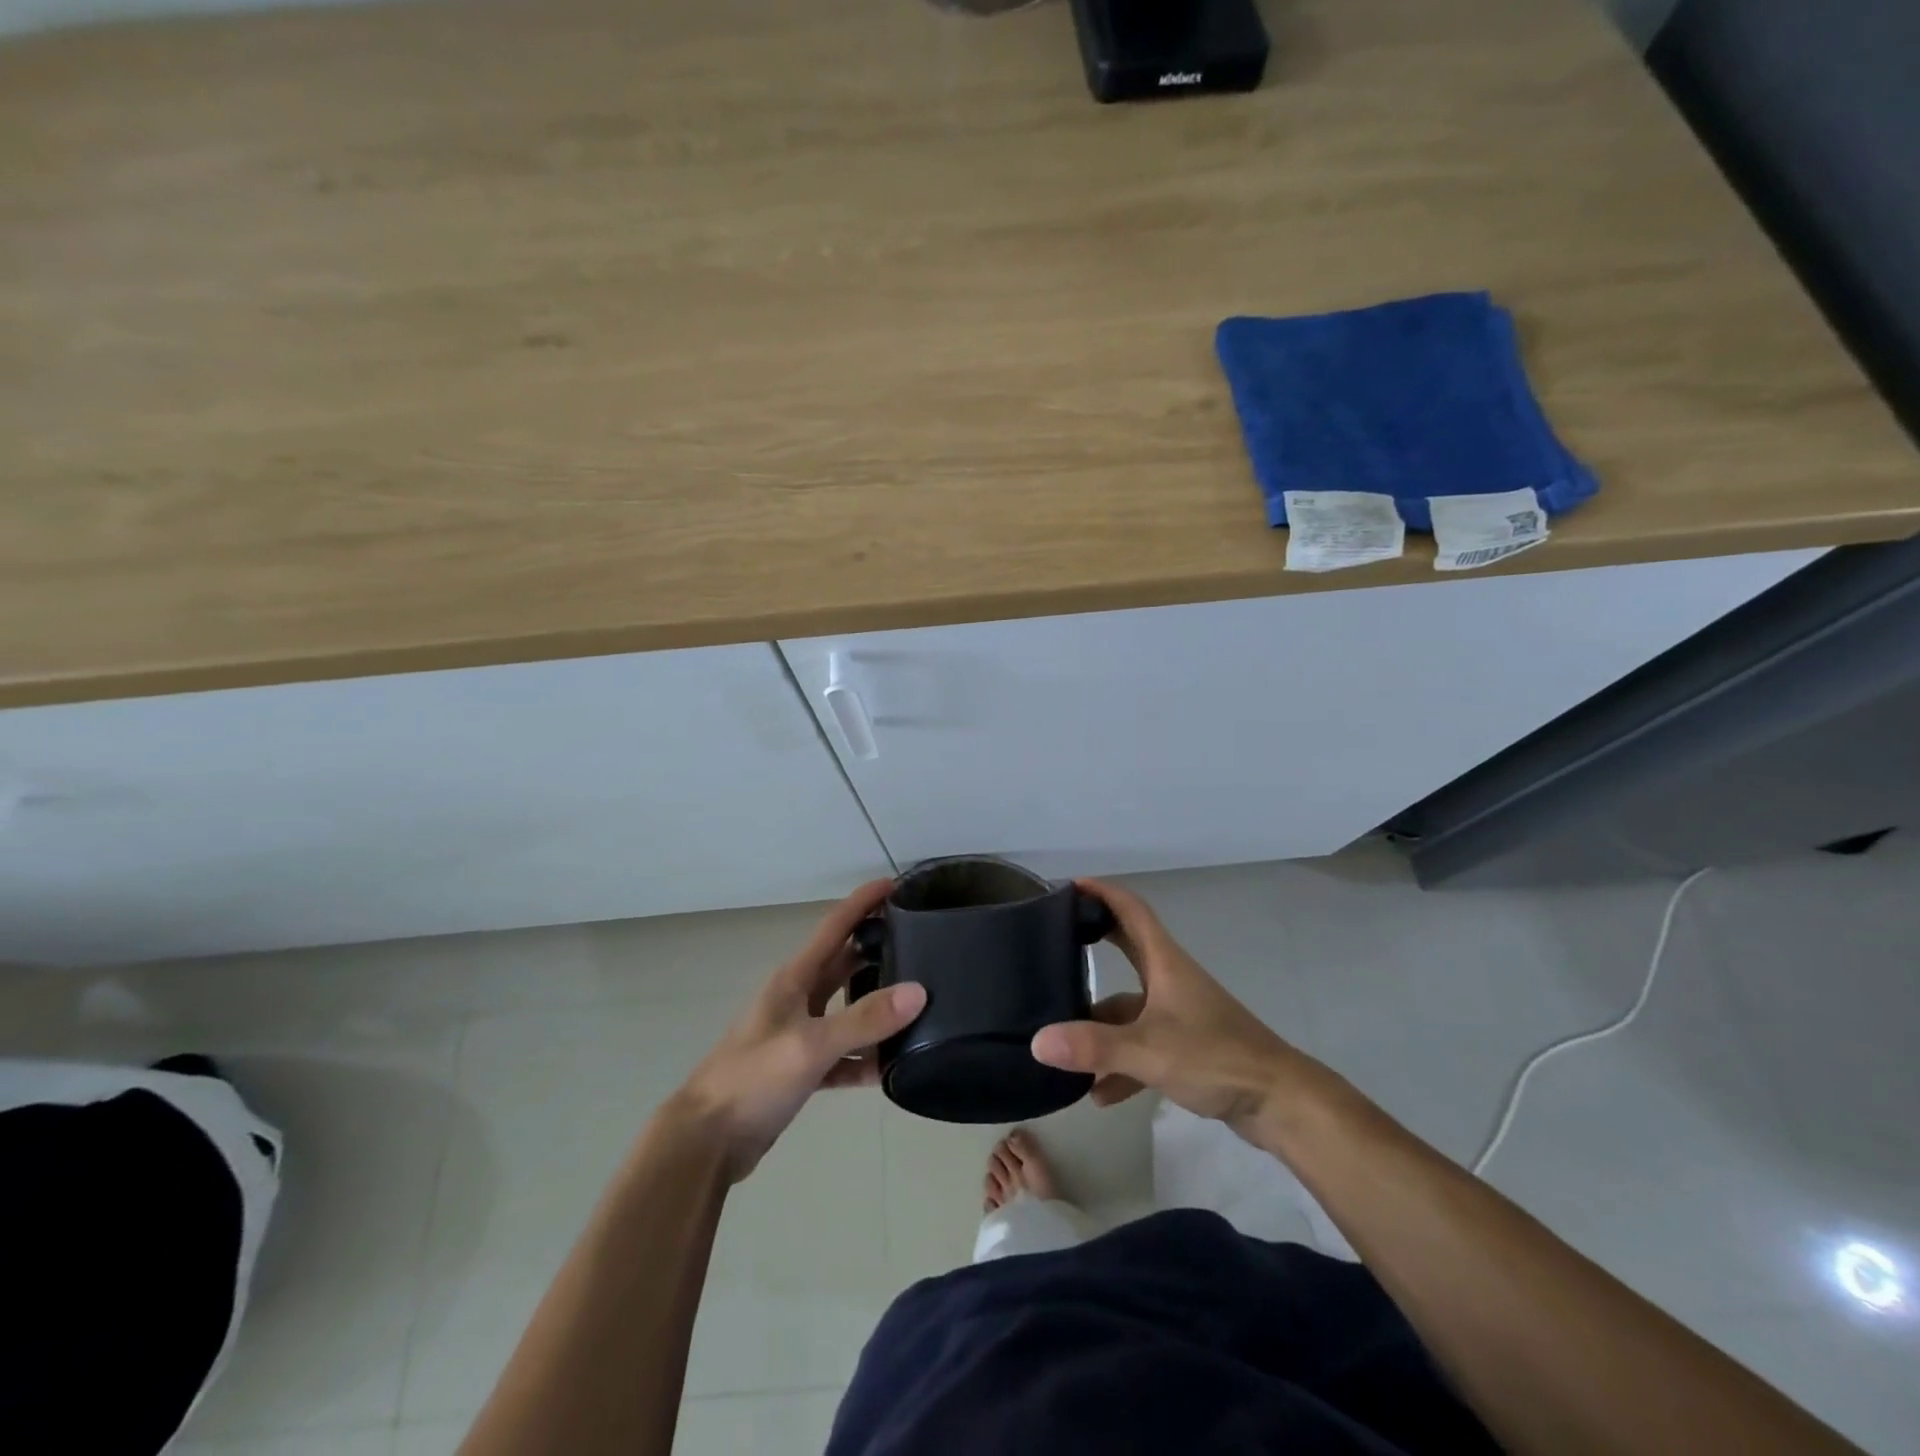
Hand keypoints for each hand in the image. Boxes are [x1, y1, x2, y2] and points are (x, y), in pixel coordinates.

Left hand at [674, 880, 924, 1181]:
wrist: (706, 1141)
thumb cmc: (753, 1078)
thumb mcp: (811, 1045)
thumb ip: (864, 1019)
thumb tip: (919, 991)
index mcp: (795, 978)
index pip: (836, 926)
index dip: (864, 902)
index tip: (897, 883)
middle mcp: (798, 998)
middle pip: (845, 963)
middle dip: (878, 948)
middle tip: (922, 941)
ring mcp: (799, 1034)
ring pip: (847, 1009)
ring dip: (877, 1005)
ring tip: (920, 1000)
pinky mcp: (801, 1069)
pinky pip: (843, 1055)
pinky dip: (865, 1057)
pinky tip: (892, 1066)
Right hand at [1030, 878, 1325, 1140]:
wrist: (1279, 1102)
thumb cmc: (1216, 1057)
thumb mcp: (1148, 1051)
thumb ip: (1093, 1046)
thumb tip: (1037, 1041)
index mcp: (1165, 963)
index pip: (1132, 911)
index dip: (1103, 893)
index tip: (1071, 885)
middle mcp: (1170, 981)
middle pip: (1126, 951)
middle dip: (1093, 945)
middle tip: (1054, 944)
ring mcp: (1179, 1014)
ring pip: (1129, 1010)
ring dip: (1100, 1028)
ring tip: (1062, 1046)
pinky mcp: (1186, 1047)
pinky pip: (1141, 1047)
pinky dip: (1120, 1065)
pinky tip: (1100, 1095)